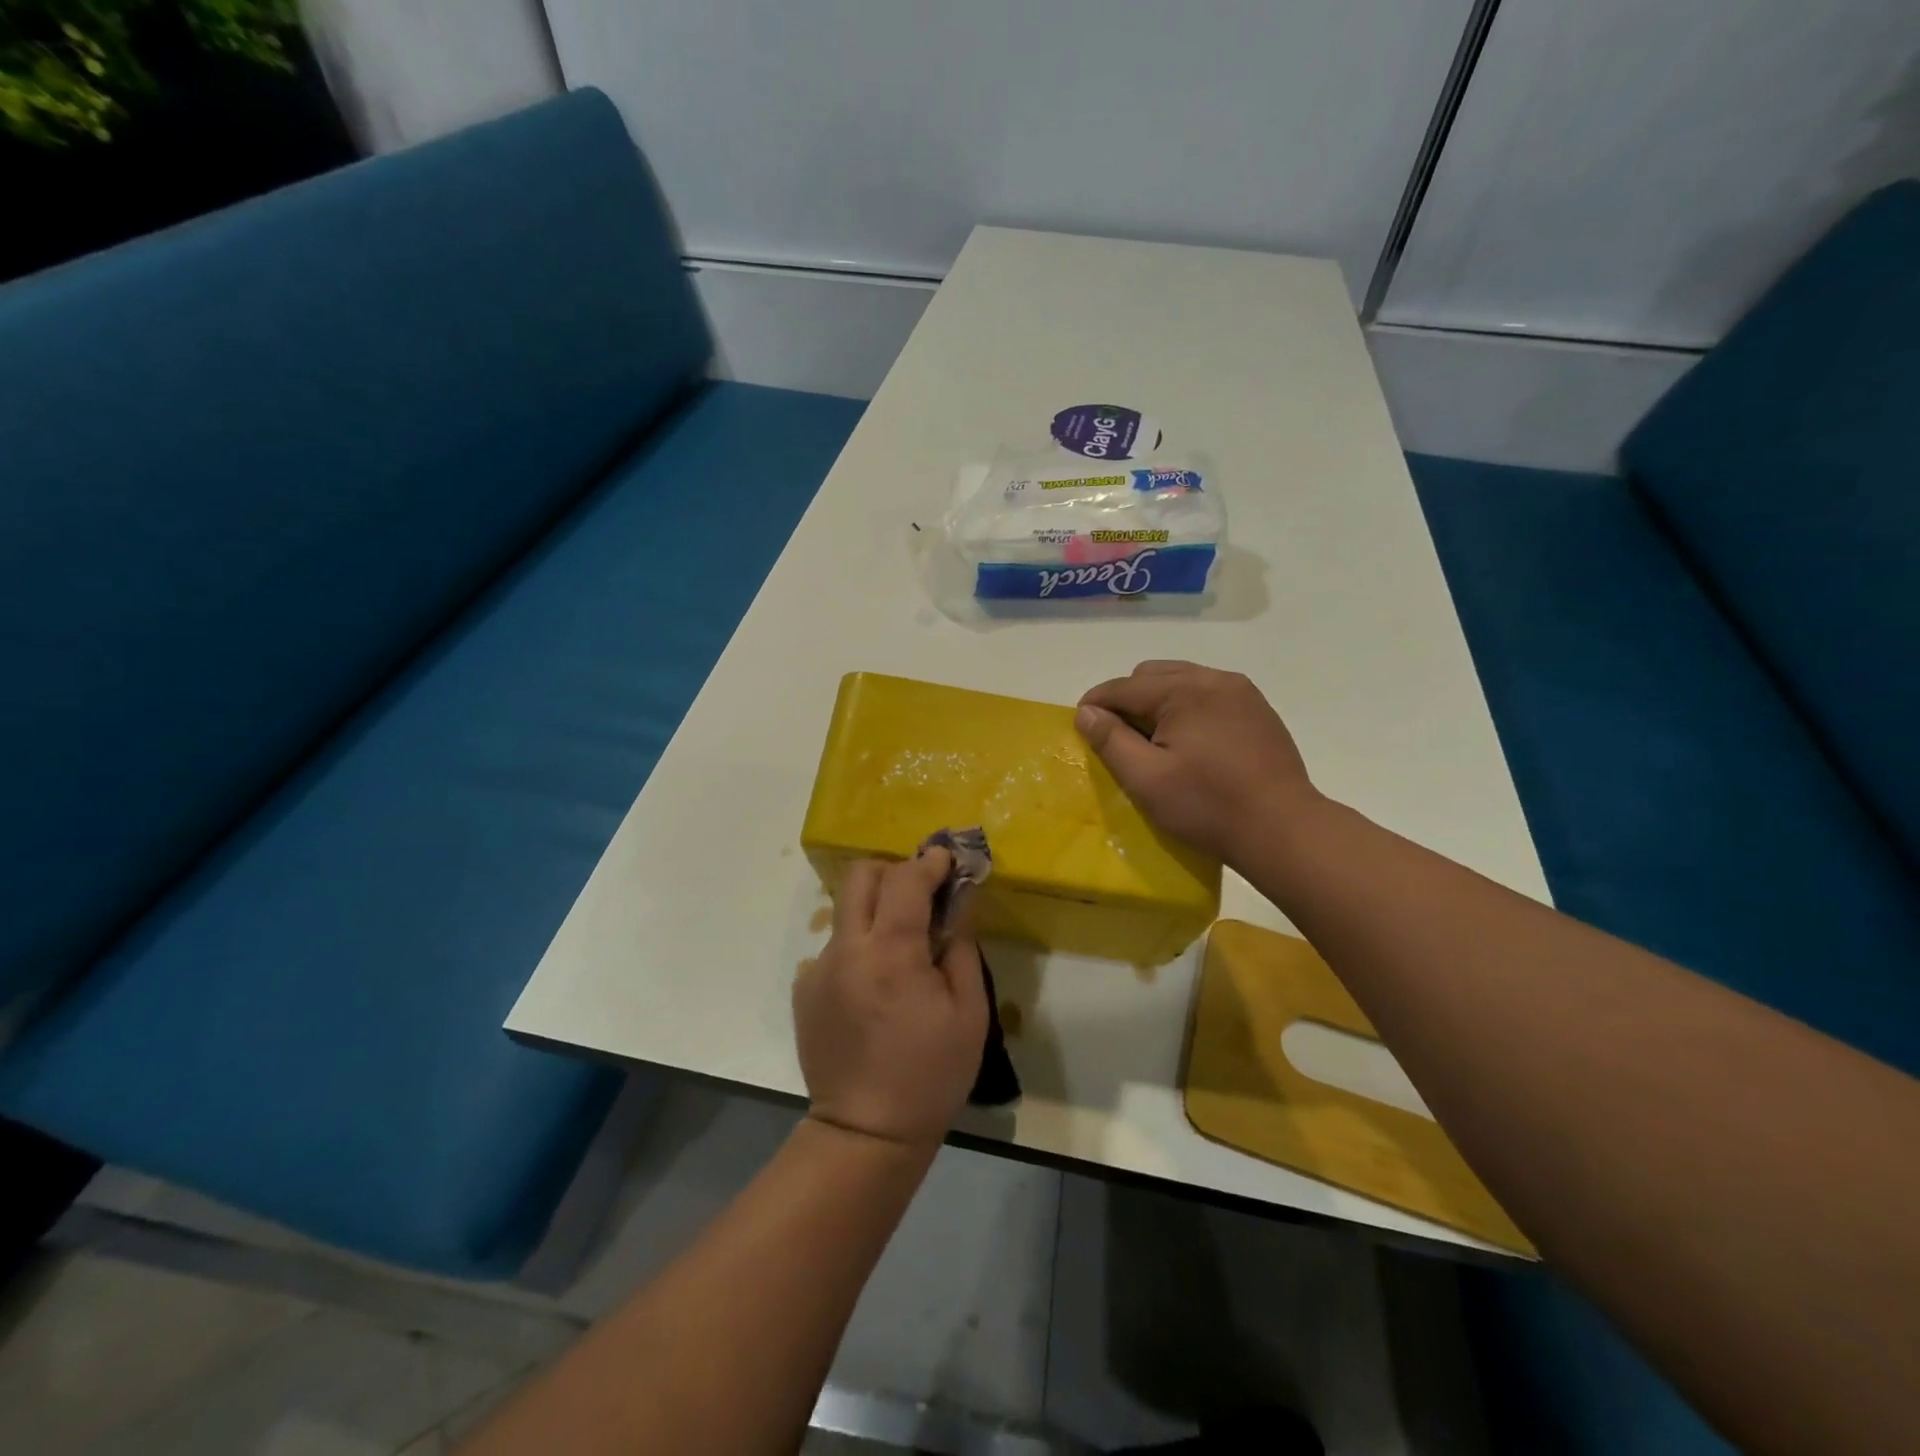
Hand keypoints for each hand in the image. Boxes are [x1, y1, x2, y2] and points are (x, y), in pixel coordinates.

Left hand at [794, 850, 989, 1151]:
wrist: (865, 1134)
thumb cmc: (930, 1075)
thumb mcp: (969, 1014)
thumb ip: (961, 949)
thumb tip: (956, 908)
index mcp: (892, 954)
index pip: (906, 880)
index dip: (929, 861)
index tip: (947, 858)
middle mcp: (848, 950)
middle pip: (860, 876)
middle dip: (893, 871)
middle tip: (920, 893)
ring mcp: (819, 969)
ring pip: (846, 911)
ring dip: (876, 912)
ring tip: (901, 950)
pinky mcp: (805, 990)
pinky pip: (836, 948)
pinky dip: (860, 949)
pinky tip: (876, 988)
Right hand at [1077, 660, 1319, 864]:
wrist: (1282, 829)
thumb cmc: (1207, 806)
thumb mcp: (1146, 779)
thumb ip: (1110, 740)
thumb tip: (1086, 712)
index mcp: (1184, 690)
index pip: (1124, 687)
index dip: (1096, 704)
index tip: (1081, 726)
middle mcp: (1214, 678)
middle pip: (1152, 676)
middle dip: (1128, 700)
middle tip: (1121, 739)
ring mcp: (1241, 692)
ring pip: (1182, 682)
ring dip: (1158, 703)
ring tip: (1155, 740)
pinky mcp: (1258, 710)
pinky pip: (1209, 696)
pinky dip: (1188, 709)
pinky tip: (1190, 743)